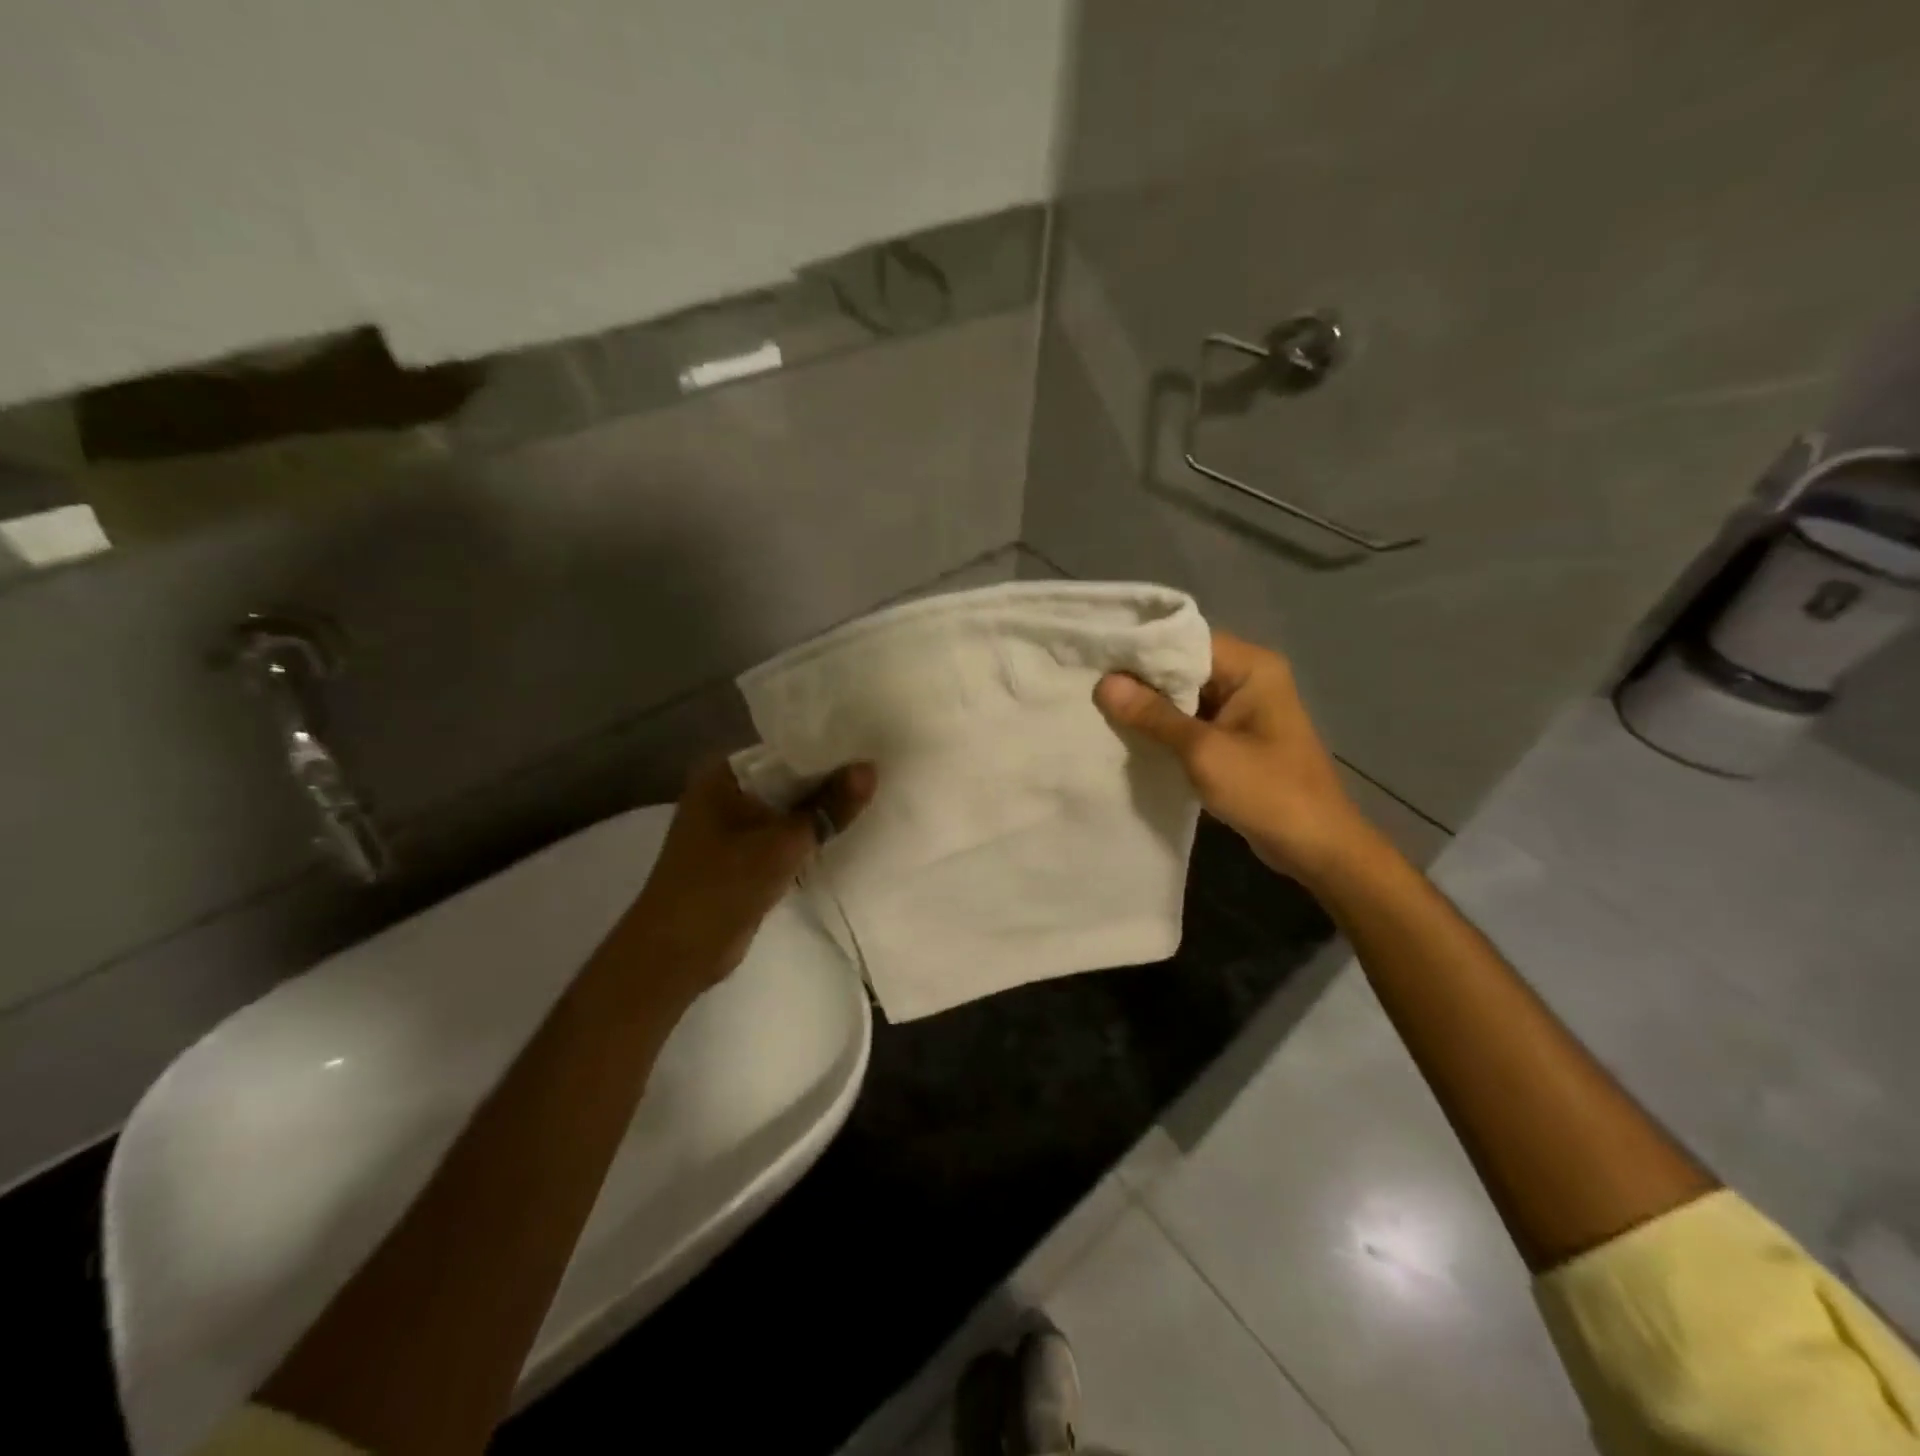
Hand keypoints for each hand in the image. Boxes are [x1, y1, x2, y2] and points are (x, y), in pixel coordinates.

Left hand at [628, 757, 876, 991]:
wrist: (677, 954)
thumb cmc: (722, 886)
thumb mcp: (782, 844)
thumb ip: (828, 806)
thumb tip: (870, 768)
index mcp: (723, 775)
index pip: (785, 750)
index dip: (827, 750)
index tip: (869, 747)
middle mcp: (725, 793)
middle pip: (788, 780)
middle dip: (829, 782)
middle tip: (879, 774)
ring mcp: (732, 827)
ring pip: (787, 810)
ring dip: (820, 811)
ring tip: (873, 798)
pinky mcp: (742, 857)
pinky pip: (783, 836)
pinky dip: (808, 837)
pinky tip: (846, 833)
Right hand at [1094, 631, 1374, 886]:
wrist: (1316, 847)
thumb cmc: (1267, 791)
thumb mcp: (1204, 752)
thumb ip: (1154, 716)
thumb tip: (1104, 684)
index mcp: (1251, 667)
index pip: (1186, 640)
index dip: (1142, 649)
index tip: (1096, 658)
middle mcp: (1248, 678)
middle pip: (1183, 665)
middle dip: (1140, 679)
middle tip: (1088, 684)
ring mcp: (1242, 709)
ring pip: (1184, 695)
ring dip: (1149, 705)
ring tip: (1099, 707)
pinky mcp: (1234, 737)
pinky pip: (1191, 720)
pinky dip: (1164, 727)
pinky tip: (1128, 734)